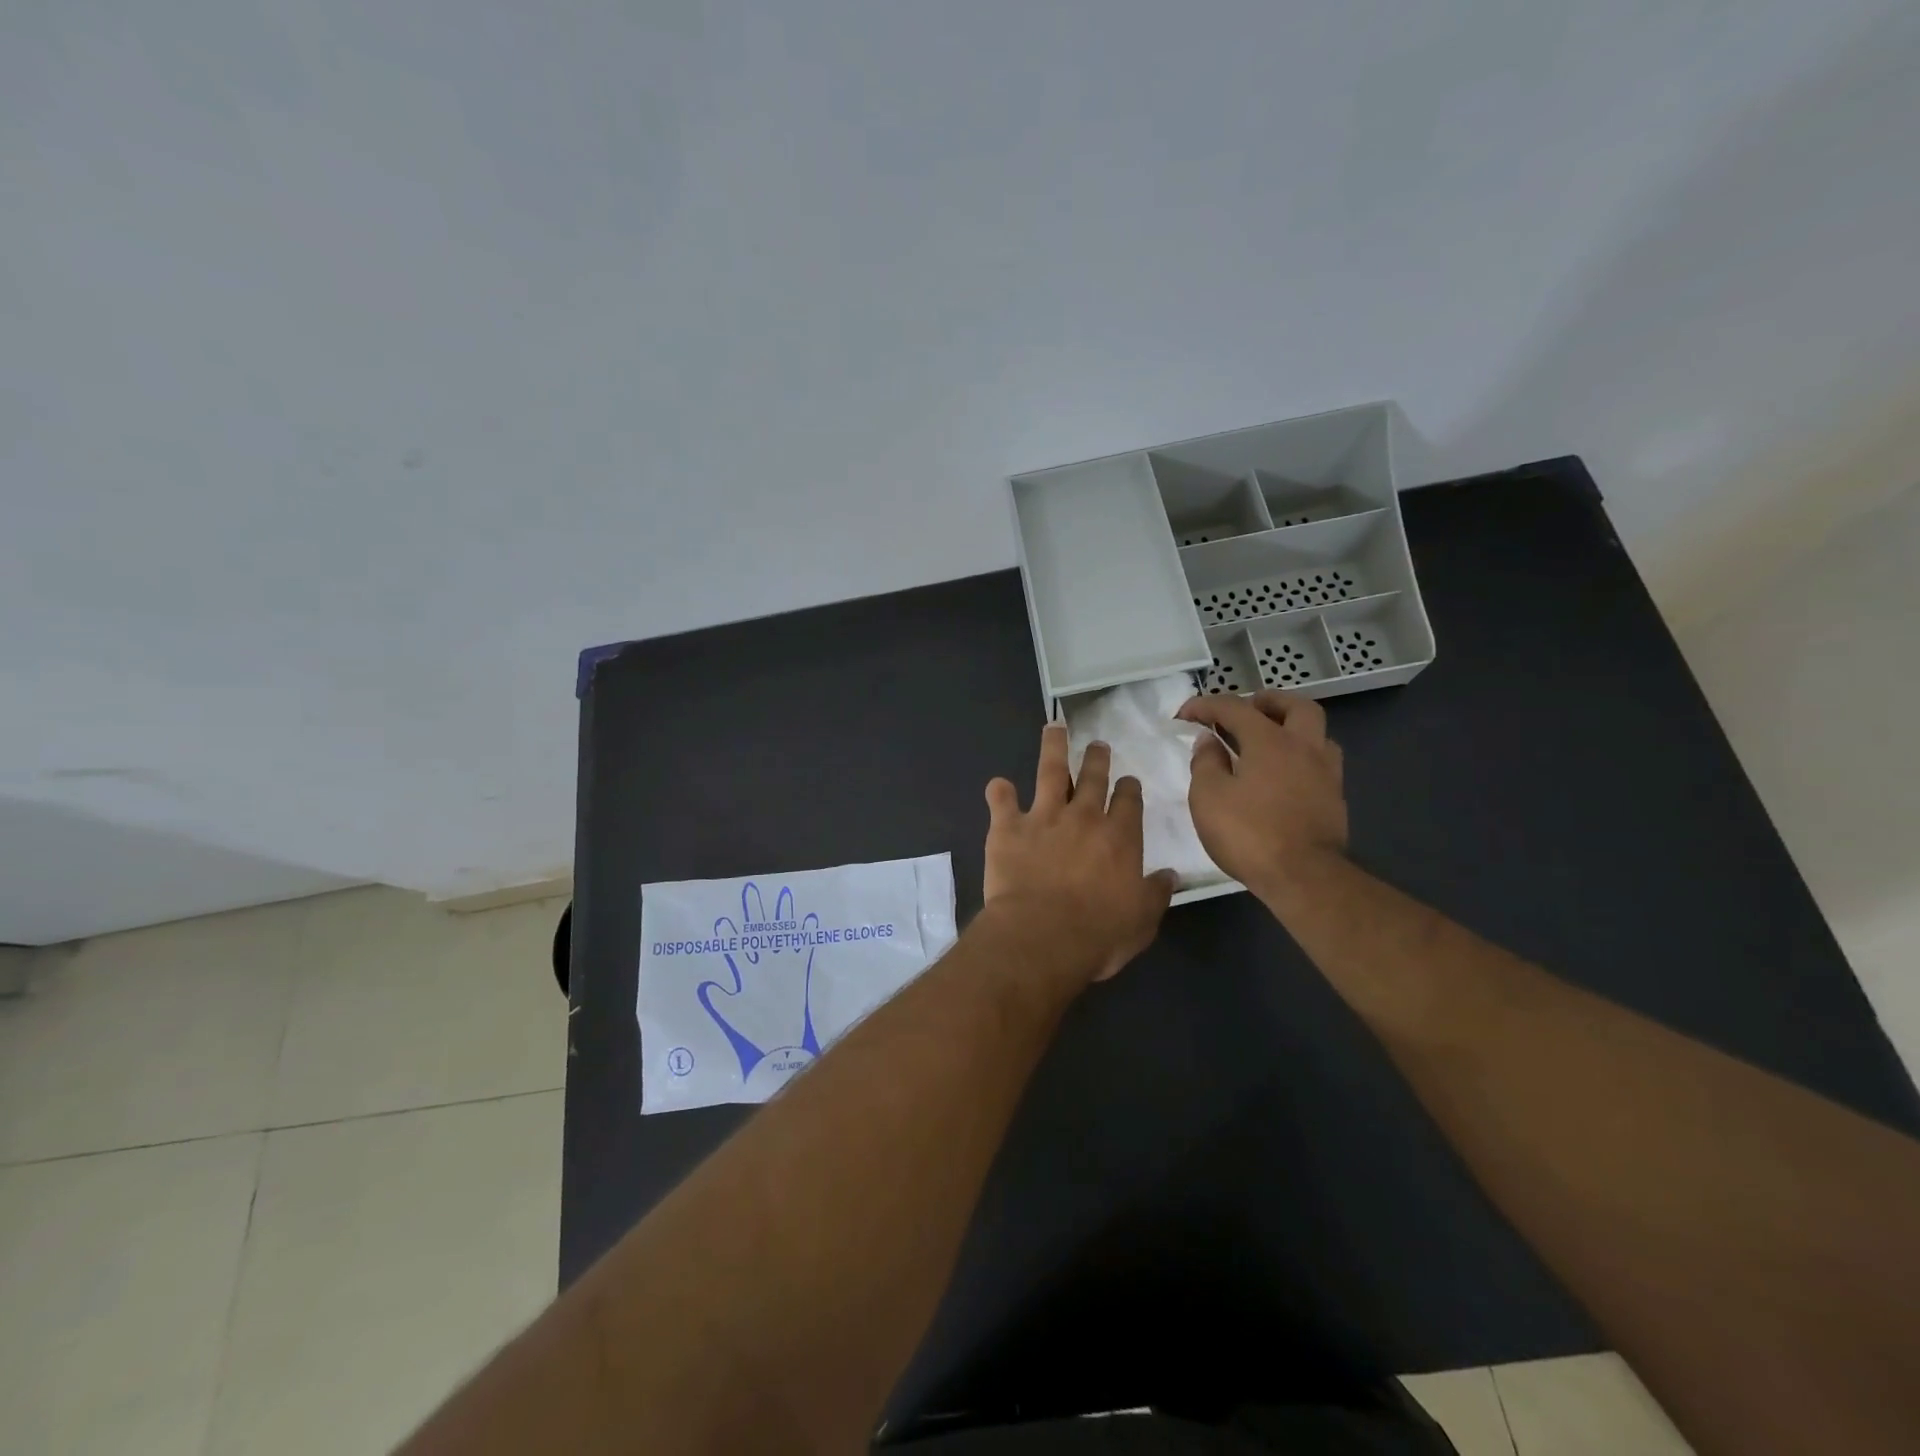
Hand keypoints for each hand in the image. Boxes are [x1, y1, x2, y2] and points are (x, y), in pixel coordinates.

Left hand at [983, 724, 1178, 982]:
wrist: (1043, 935)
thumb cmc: (1099, 933)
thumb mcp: (1142, 919)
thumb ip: (1156, 892)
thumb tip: (1172, 875)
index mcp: (1120, 837)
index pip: (1129, 801)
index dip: (1129, 789)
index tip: (1128, 782)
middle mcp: (1084, 817)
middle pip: (1093, 777)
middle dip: (1097, 758)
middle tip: (1098, 745)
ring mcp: (1044, 817)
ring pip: (1051, 771)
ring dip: (1053, 747)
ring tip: (1054, 728)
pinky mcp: (1008, 828)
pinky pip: (1001, 801)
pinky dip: (999, 791)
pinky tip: (998, 785)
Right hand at [1176, 690, 1347, 898]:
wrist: (1304, 877)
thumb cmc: (1248, 833)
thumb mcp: (1209, 797)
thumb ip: (1206, 762)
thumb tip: (1208, 741)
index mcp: (1269, 740)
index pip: (1235, 708)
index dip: (1206, 705)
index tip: (1184, 714)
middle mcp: (1304, 747)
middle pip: (1295, 706)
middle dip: (1268, 702)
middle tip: (1245, 710)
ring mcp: (1325, 773)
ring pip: (1316, 733)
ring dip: (1292, 728)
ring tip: (1269, 741)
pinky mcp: (1334, 799)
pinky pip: (1320, 763)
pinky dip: (1301, 757)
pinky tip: (1285, 775)